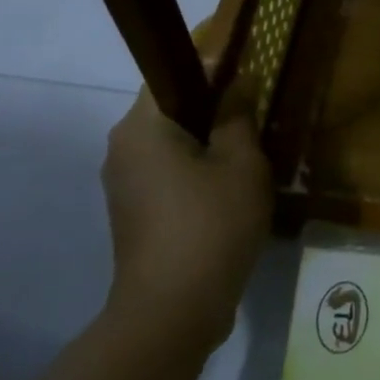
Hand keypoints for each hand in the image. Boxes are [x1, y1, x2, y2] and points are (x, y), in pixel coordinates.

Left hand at [100, 87, 270, 345]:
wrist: (173, 310)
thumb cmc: (211, 225)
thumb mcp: (241, 164)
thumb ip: (237, 117)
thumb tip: (235, 85)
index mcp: (142, 128)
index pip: (172, 75)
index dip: (211, 68)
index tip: (247, 75)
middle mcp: (122, 149)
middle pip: (171, 111)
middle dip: (213, 110)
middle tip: (257, 118)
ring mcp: (124, 185)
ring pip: (171, 146)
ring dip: (207, 145)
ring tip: (250, 156)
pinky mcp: (133, 214)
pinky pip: (167, 176)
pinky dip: (196, 173)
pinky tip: (230, 191)